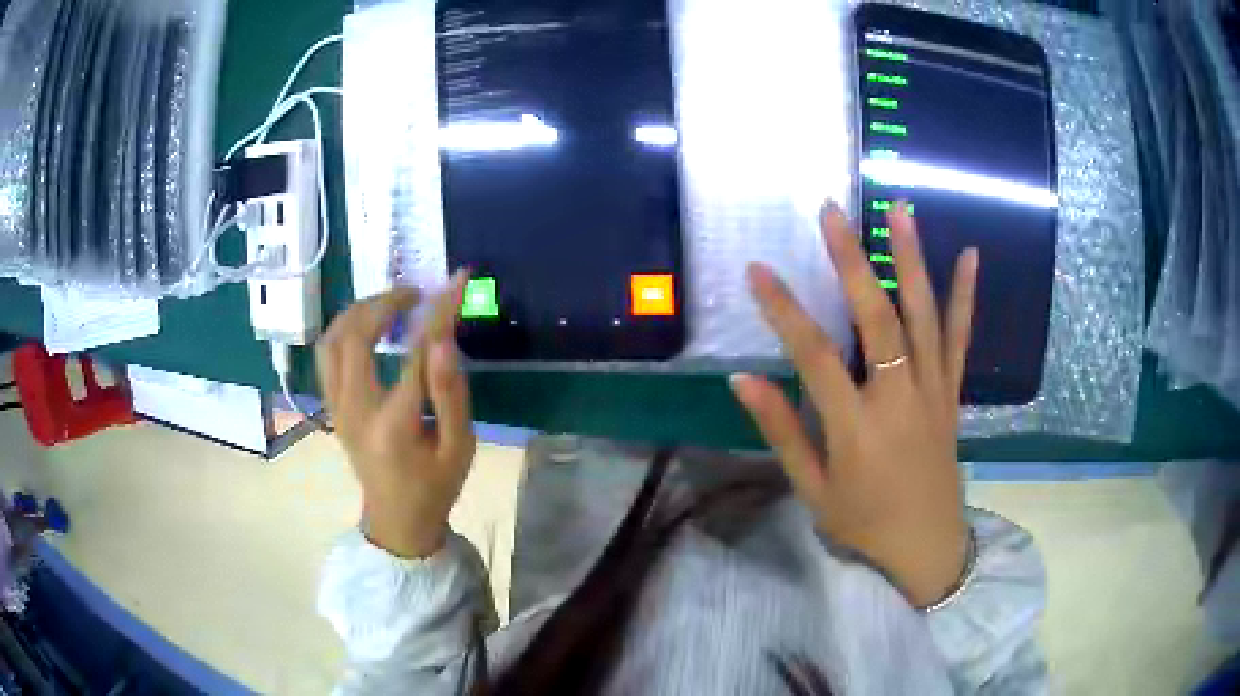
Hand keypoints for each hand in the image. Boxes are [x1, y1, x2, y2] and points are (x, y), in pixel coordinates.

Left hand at [315, 272, 474, 558]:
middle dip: (385, 301)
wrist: (396, 520)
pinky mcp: (331, 406)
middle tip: (416, 294)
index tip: (459, 279)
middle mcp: (354, 409)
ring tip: (390, 304)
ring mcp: (336, 407)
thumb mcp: (459, 447)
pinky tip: (368, 325)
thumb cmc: (434, 487)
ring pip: (331, 339)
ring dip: (359, 310)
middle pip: (354, 334)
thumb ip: (451, 393)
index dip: (438, 310)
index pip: (414, 351)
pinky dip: (345, 327)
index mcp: (393, 423)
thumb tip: (443, 339)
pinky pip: (327, 353)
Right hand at [730, 203, 977, 606]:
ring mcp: (933, 390)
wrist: (928, 546)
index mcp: (857, 428)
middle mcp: (900, 398)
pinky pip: (961, 337)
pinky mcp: (953, 392)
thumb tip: (741, 381)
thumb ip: (782, 432)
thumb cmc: (864, 523)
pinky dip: (965, 295)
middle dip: (852, 261)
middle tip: (831, 213)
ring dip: (911, 259)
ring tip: (900, 209)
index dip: (783, 311)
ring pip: (924, 315)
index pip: (814, 357)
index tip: (757, 271)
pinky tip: (969, 255)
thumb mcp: (813, 491)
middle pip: (877, 319)